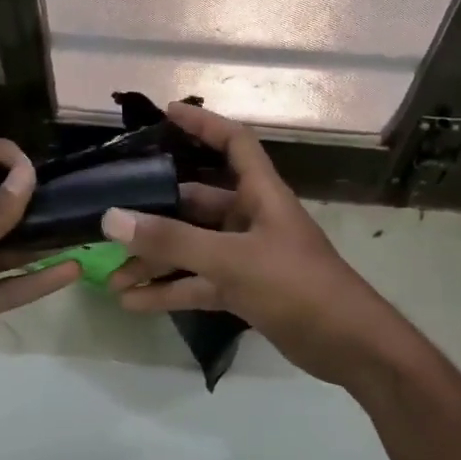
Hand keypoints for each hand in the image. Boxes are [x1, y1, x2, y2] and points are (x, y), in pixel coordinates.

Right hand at [102, 102, 408, 385]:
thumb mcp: (231, 260)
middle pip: (197, 203)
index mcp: (260, 194)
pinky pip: (199, 282)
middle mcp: (251, 218)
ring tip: (112, 278)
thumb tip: (112, 218)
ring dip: (156, 261)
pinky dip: (170, 291)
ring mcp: (247, 256)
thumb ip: (171, 240)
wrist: (348, 346)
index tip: (166, 113)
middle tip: (112, 222)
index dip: (203, 124)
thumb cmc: (296, 285)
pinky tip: (134, 303)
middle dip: (155, 215)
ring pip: (192, 248)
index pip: (233, 143)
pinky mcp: (244, 290)